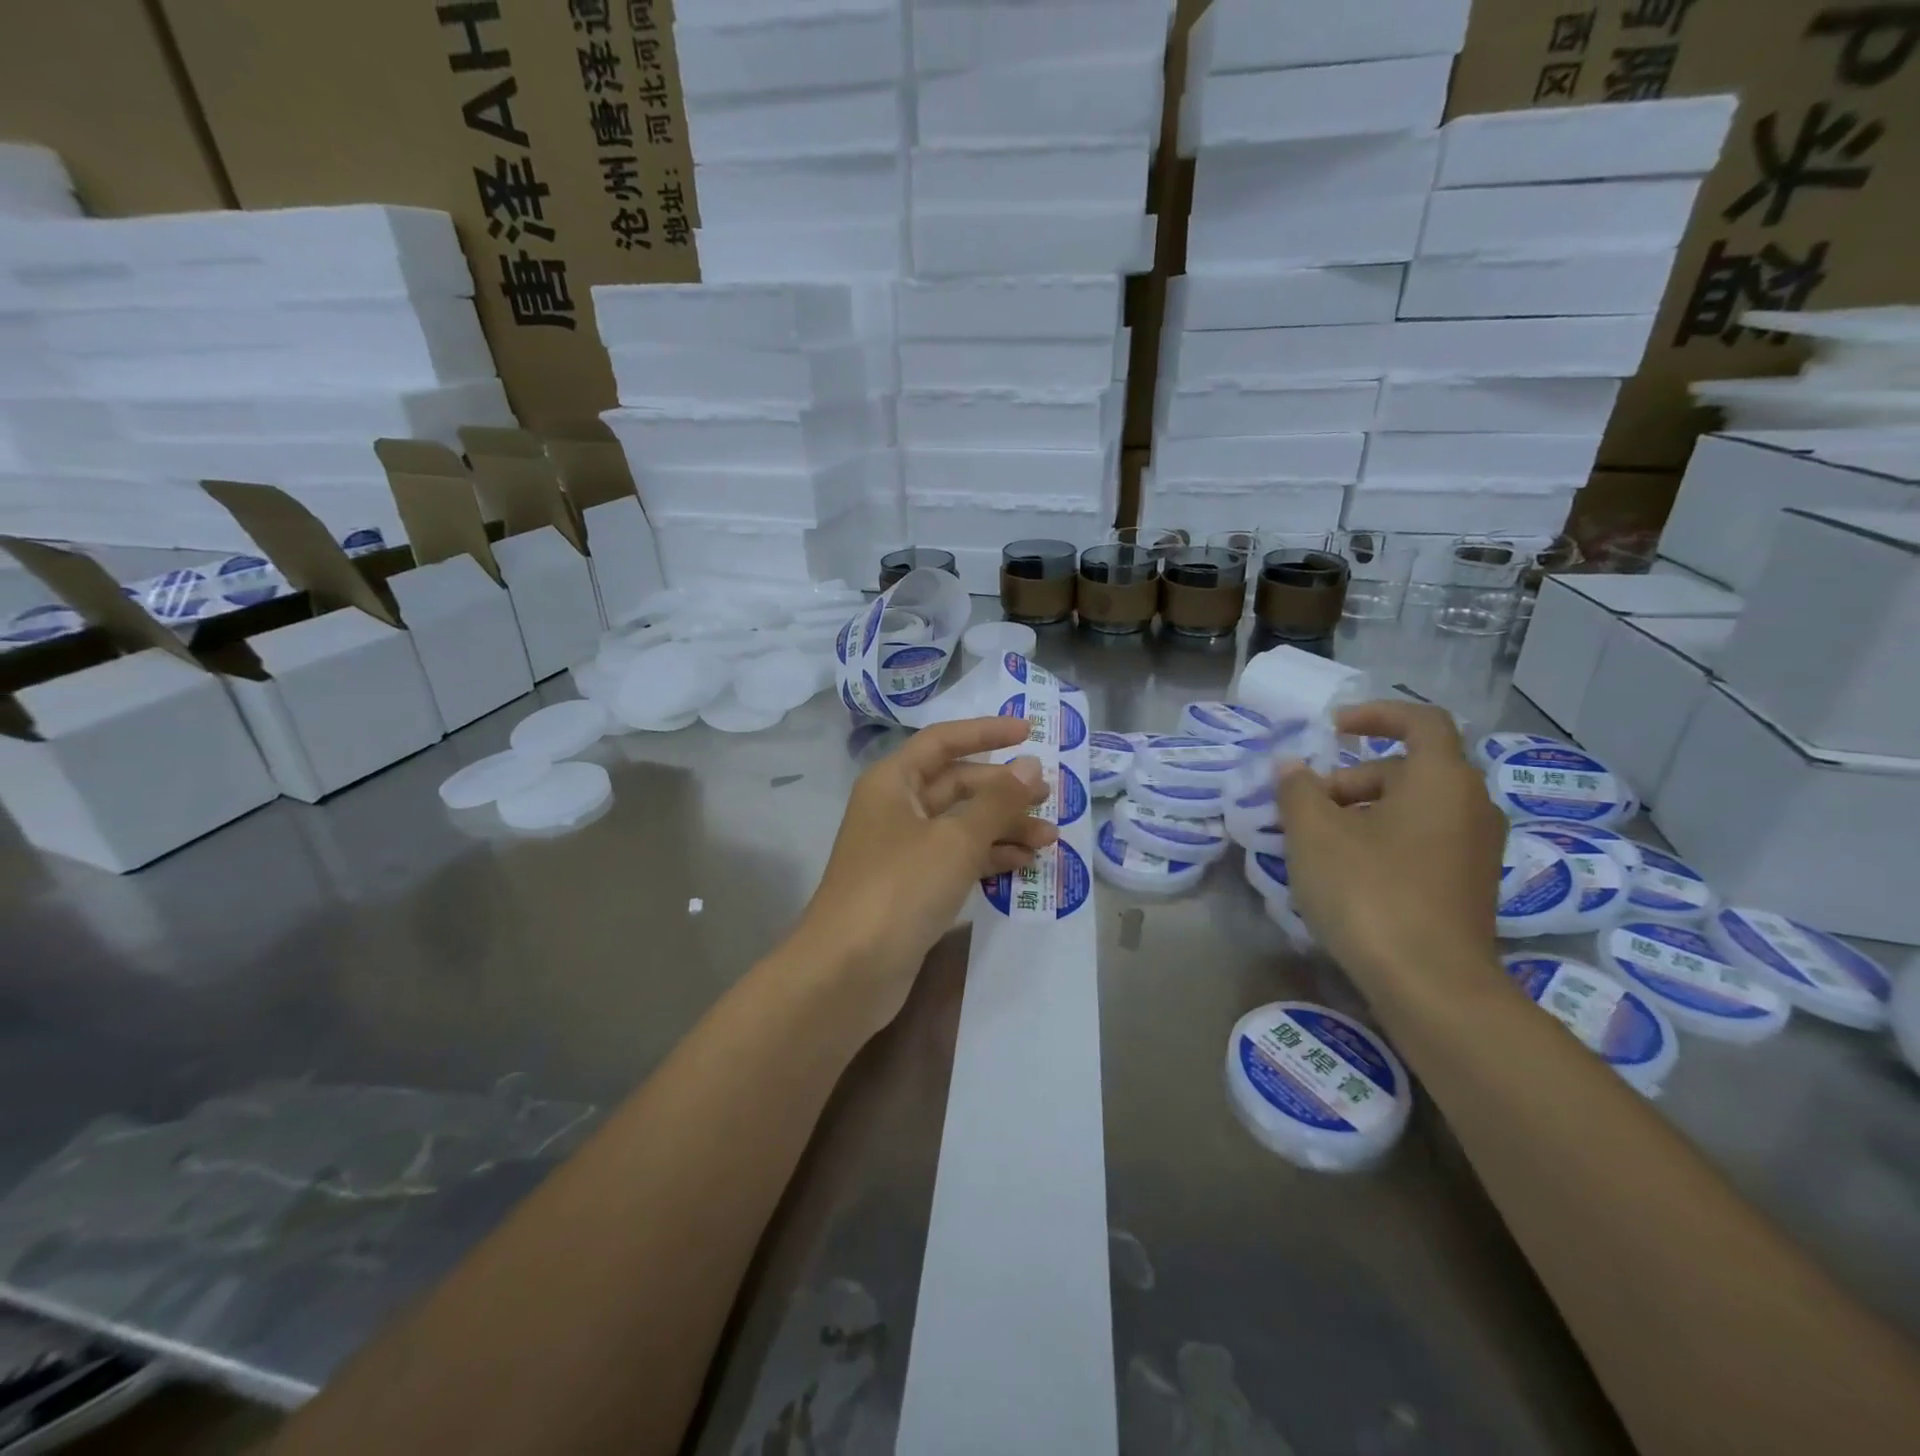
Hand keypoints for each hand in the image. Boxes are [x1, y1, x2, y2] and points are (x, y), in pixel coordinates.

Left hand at [788, 717, 1054, 1036]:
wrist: (848, 971)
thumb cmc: (900, 888)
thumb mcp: (956, 839)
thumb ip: (997, 801)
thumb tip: (1030, 764)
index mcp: (893, 781)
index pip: (944, 741)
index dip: (986, 732)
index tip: (1029, 732)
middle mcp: (895, 808)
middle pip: (956, 784)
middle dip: (1003, 791)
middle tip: (1048, 798)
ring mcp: (902, 850)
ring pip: (960, 824)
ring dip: (1002, 828)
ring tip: (1048, 840)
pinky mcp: (911, 886)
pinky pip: (955, 858)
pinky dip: (987, 857)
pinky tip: (1021, 864)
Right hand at [1276, 701, 1508, 1008]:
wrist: (1433, 986)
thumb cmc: (1370, 892)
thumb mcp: (1314, 835)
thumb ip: (1298, 790)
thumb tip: (1291, 768)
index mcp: (1442, 780)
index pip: (1420, 722)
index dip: (1375, 715)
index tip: (1332, 729)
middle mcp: (1471, 806)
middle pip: (1408, 770)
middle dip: (1352, 780)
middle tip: (1307, 807)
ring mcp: (1476, 850)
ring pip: (1414, 809)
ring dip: (1364, 812)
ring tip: (1318, 843)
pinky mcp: (1470, 887)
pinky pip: (1423, 841)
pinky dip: (1385, 840)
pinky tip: (1348, 874)